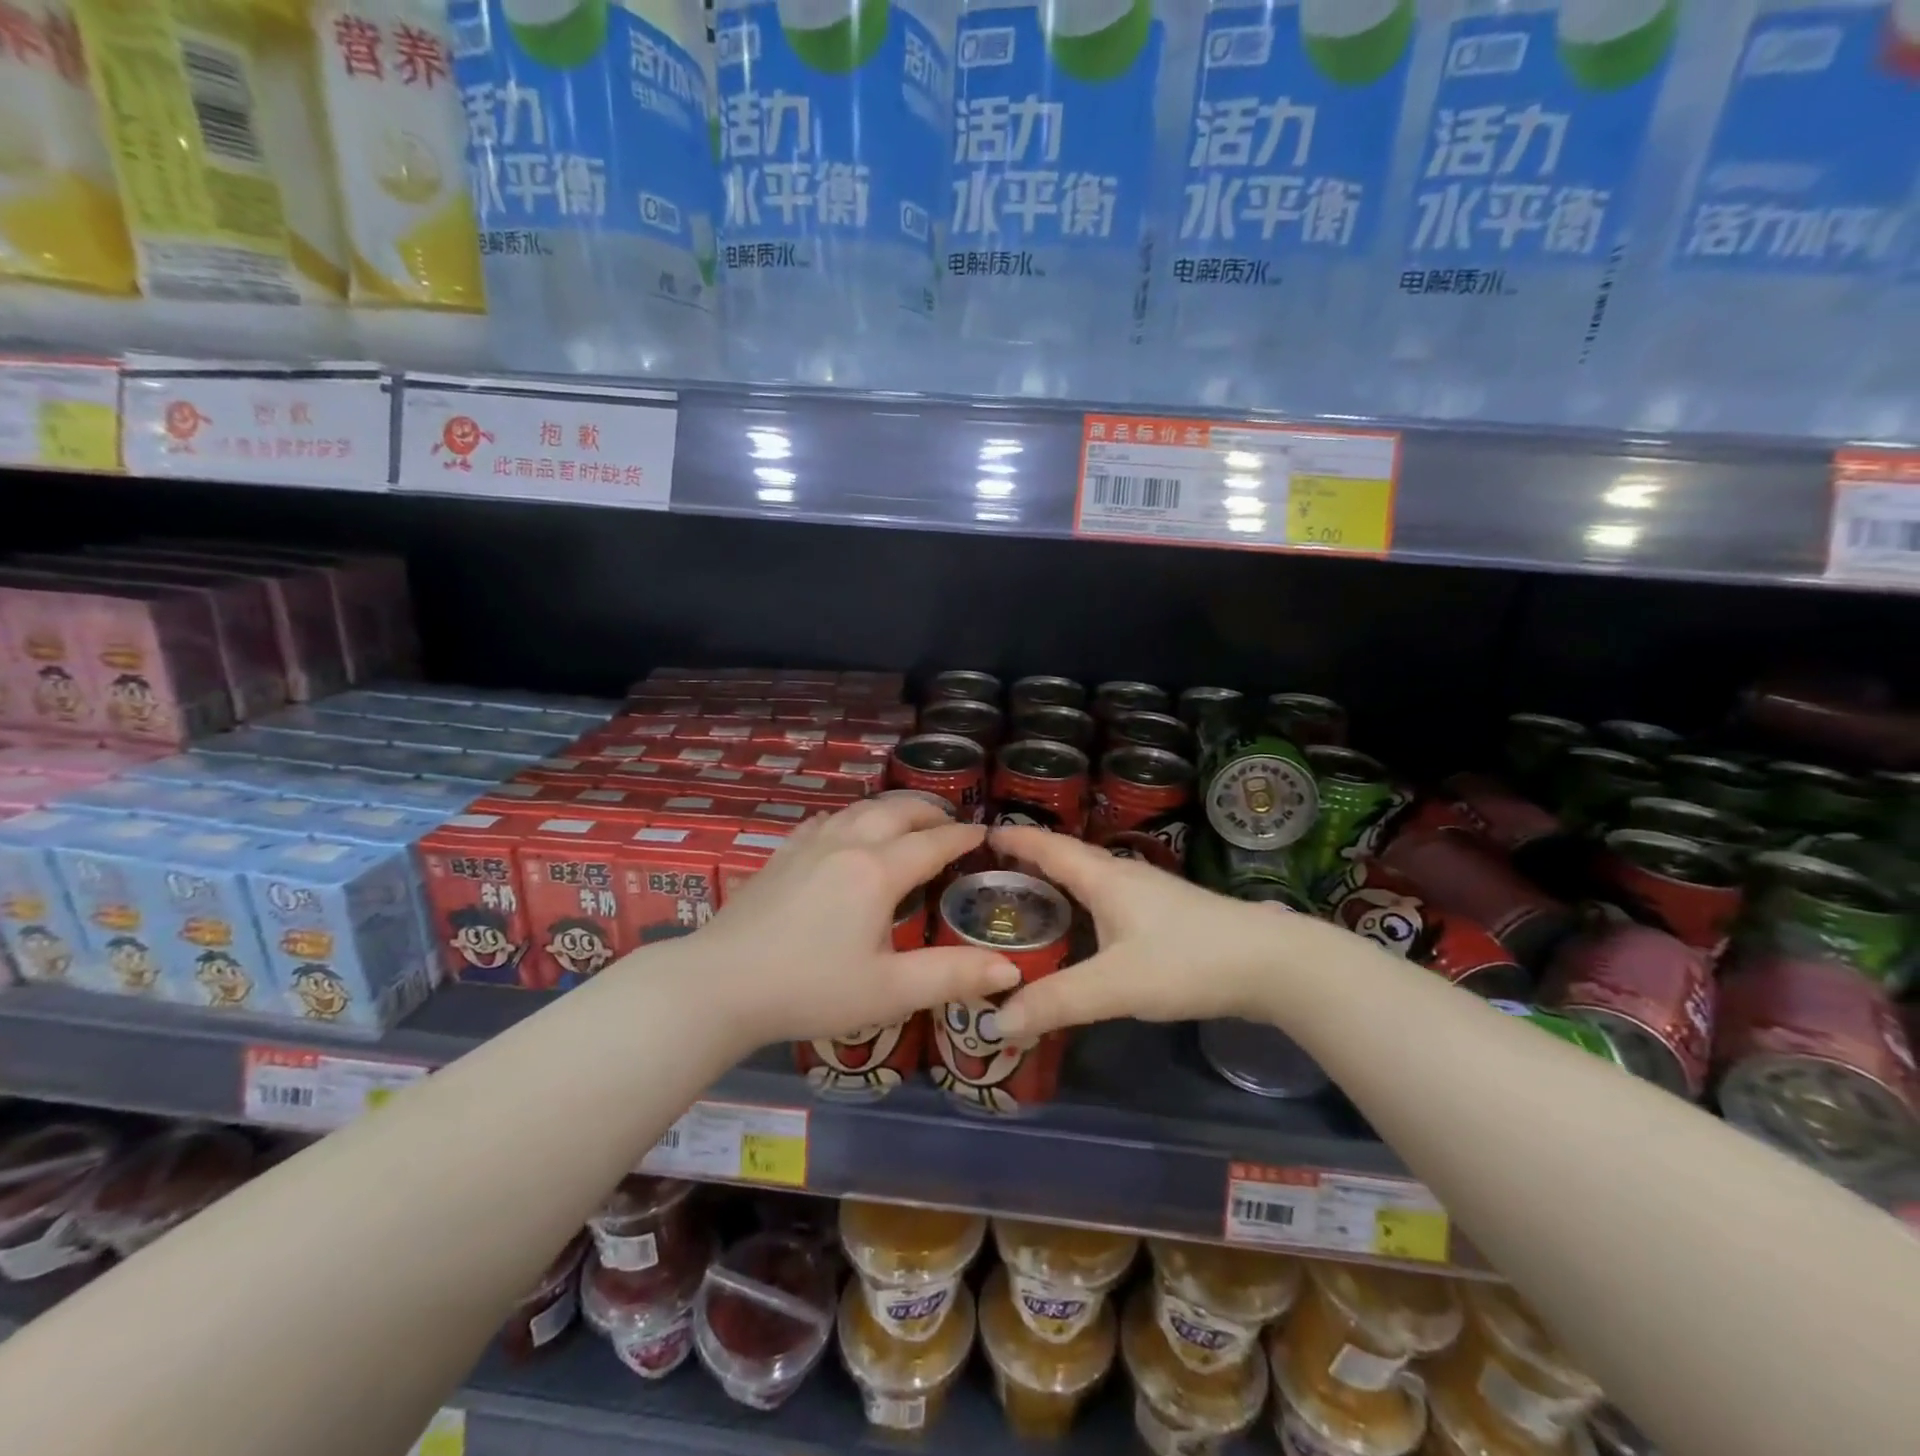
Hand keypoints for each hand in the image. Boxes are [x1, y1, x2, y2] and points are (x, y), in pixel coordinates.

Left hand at [693, 797, 1018, 1045]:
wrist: (720, 984)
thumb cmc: (811, 990)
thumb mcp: (888, 992)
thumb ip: (951, 976)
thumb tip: (1009, 969)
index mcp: (878, 872)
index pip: (932, 842)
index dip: (962, 836)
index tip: (984, 833)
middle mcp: (847, 844)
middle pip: (897, 811)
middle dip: (930, 811)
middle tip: (950, 822)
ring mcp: (809, 845)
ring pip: (860, 809)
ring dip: (892, 809)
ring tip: (907, 821)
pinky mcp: (781, 854)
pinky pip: (826, 820)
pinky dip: (852, 817)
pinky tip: (846, 831)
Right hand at [989, 826, 1315, 1040]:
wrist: (1273, 963)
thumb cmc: (1187, 960)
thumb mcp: (1115, 985)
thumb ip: (1056, 1002)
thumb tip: (996, 1020)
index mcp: (1103, 878)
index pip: (1048, 847)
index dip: (1014, 838)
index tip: (979, 834)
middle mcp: (1123, 876)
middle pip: (1067, 859)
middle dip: (1029, 861)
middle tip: (990, 875)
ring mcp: (1149, 894)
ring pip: (1090, 879)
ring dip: (1057, 883)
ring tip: (1026, 902)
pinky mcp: (1167, 915)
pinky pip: (1108, 899)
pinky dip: (1081, 905)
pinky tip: (1082, 930)